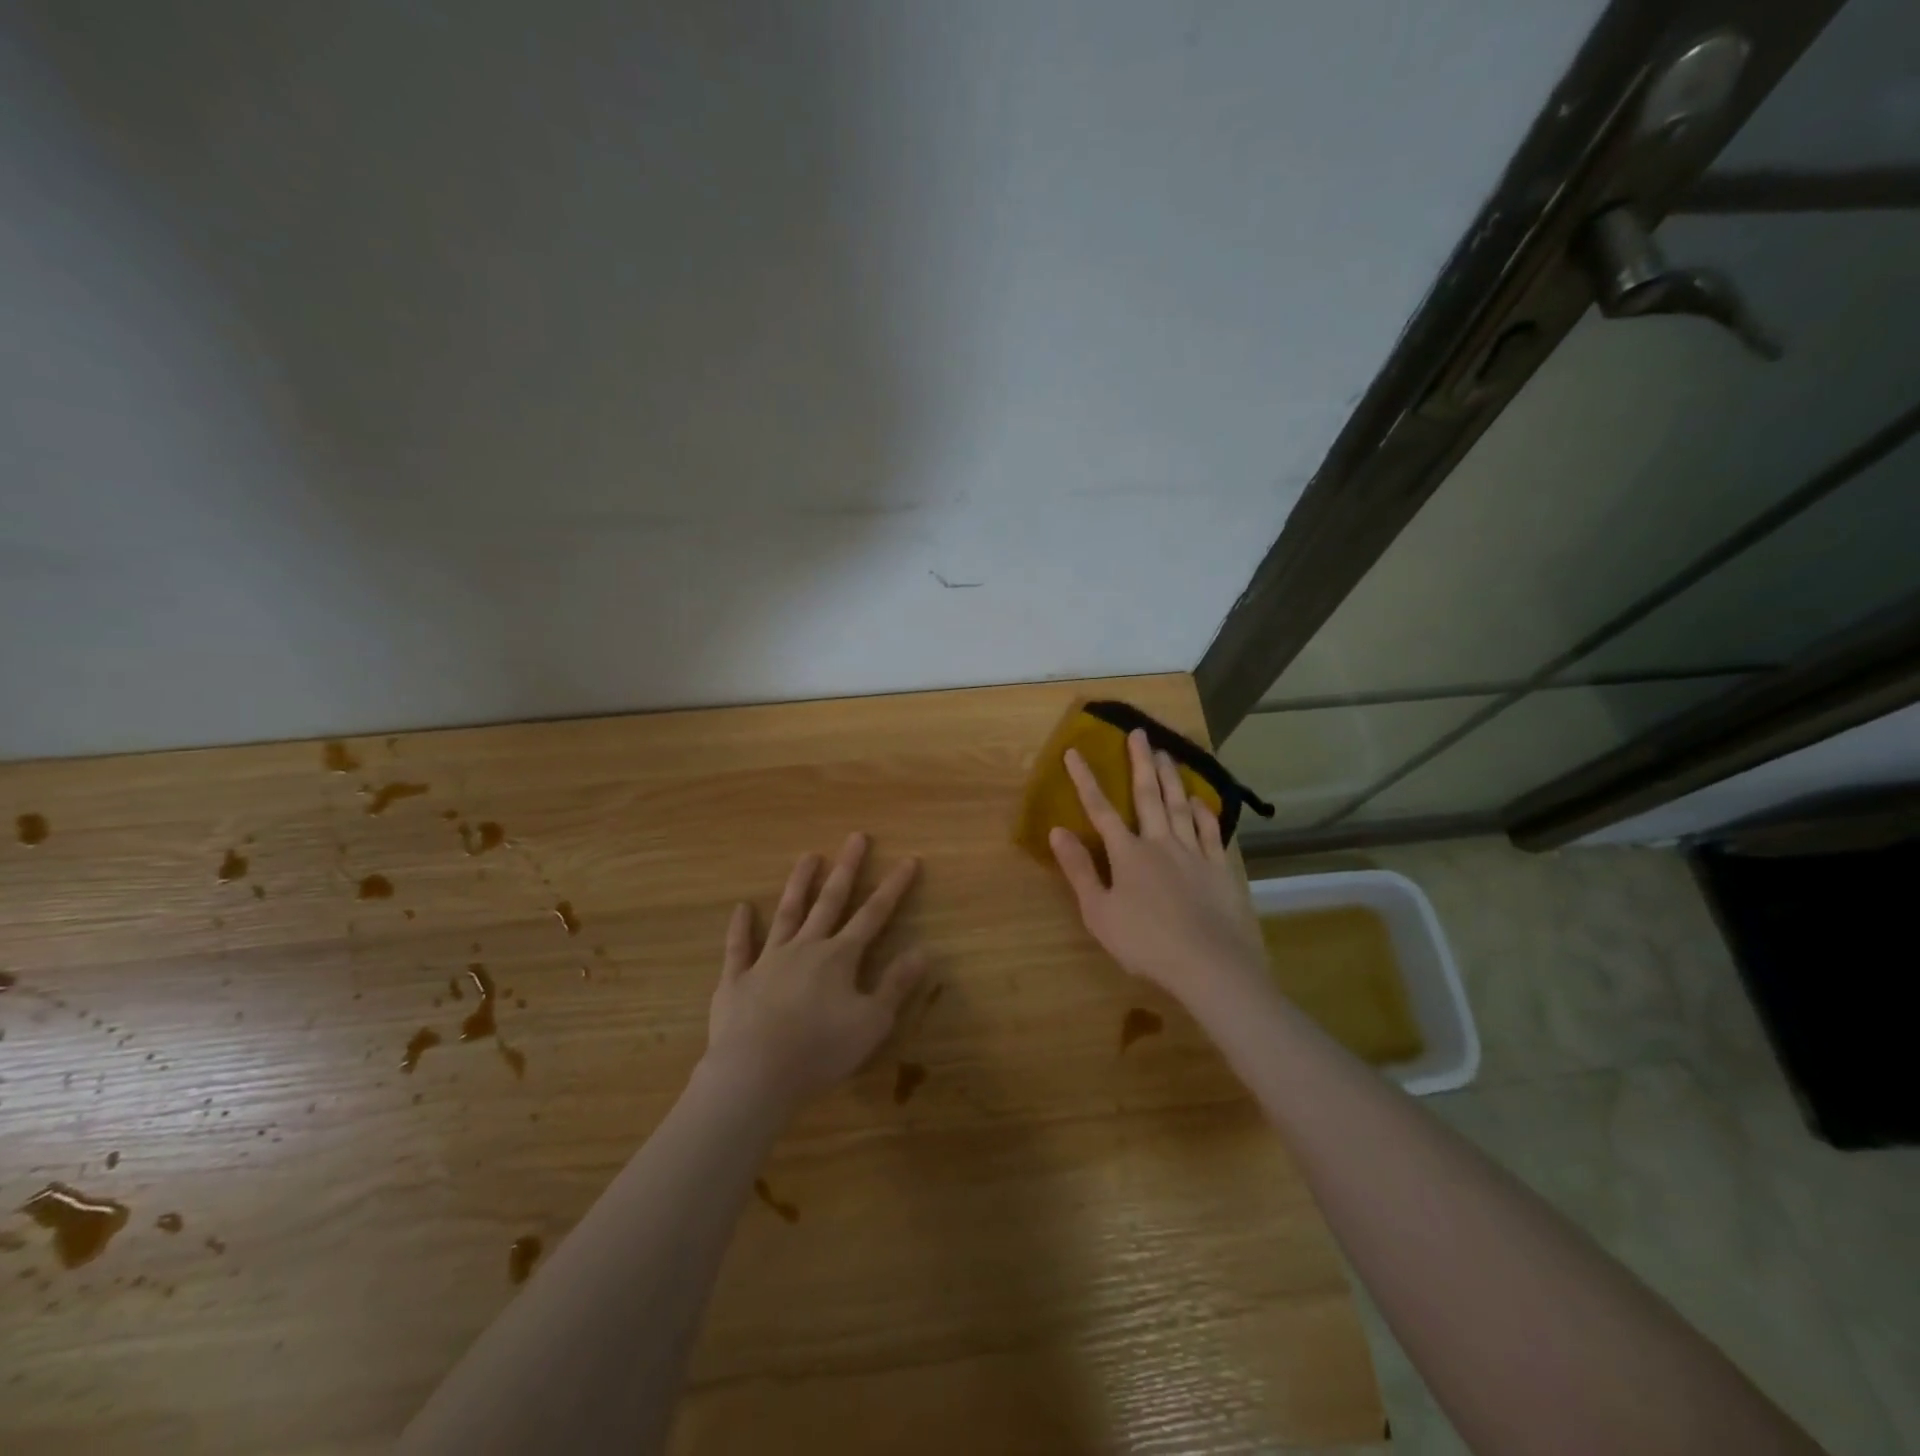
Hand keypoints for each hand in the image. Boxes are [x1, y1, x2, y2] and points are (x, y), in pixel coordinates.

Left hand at [703, 833, 926, 1108]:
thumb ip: (896, 985)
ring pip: (787, 913)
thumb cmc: (820, 1051)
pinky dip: (740, 927)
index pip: (873, 915)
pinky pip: (739, 948)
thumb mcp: (872, 1022)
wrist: (755, 1074)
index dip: (893, 887)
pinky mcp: (736, 981)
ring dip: (799, 884)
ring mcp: (768, 960)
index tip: (908, 860)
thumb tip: (922, 951)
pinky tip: (741, 908)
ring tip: (808, 856)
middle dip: (847, 869)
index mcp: (840, 958)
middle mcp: (805, 948)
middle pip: (830, 901)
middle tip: (856, 837)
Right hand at [1049, 729, 1267, 1009]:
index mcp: (1128, 853)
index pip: (1100, 809)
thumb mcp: (1099, 912)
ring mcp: (1193, 853)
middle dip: (1140, 762)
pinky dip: (1204, 813)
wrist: (1208, 964)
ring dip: (1171, 778)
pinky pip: (1211, 832)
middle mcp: (1160, 843)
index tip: (1074, 752)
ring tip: (1167, 753)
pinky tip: (1199, 801)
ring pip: (1180, 806)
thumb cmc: (1145, 942)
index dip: (1085, 780)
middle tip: (1139, 732)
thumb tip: (1057, 830)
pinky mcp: (1218, 868)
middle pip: (1148, 795)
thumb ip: (1080, 869)